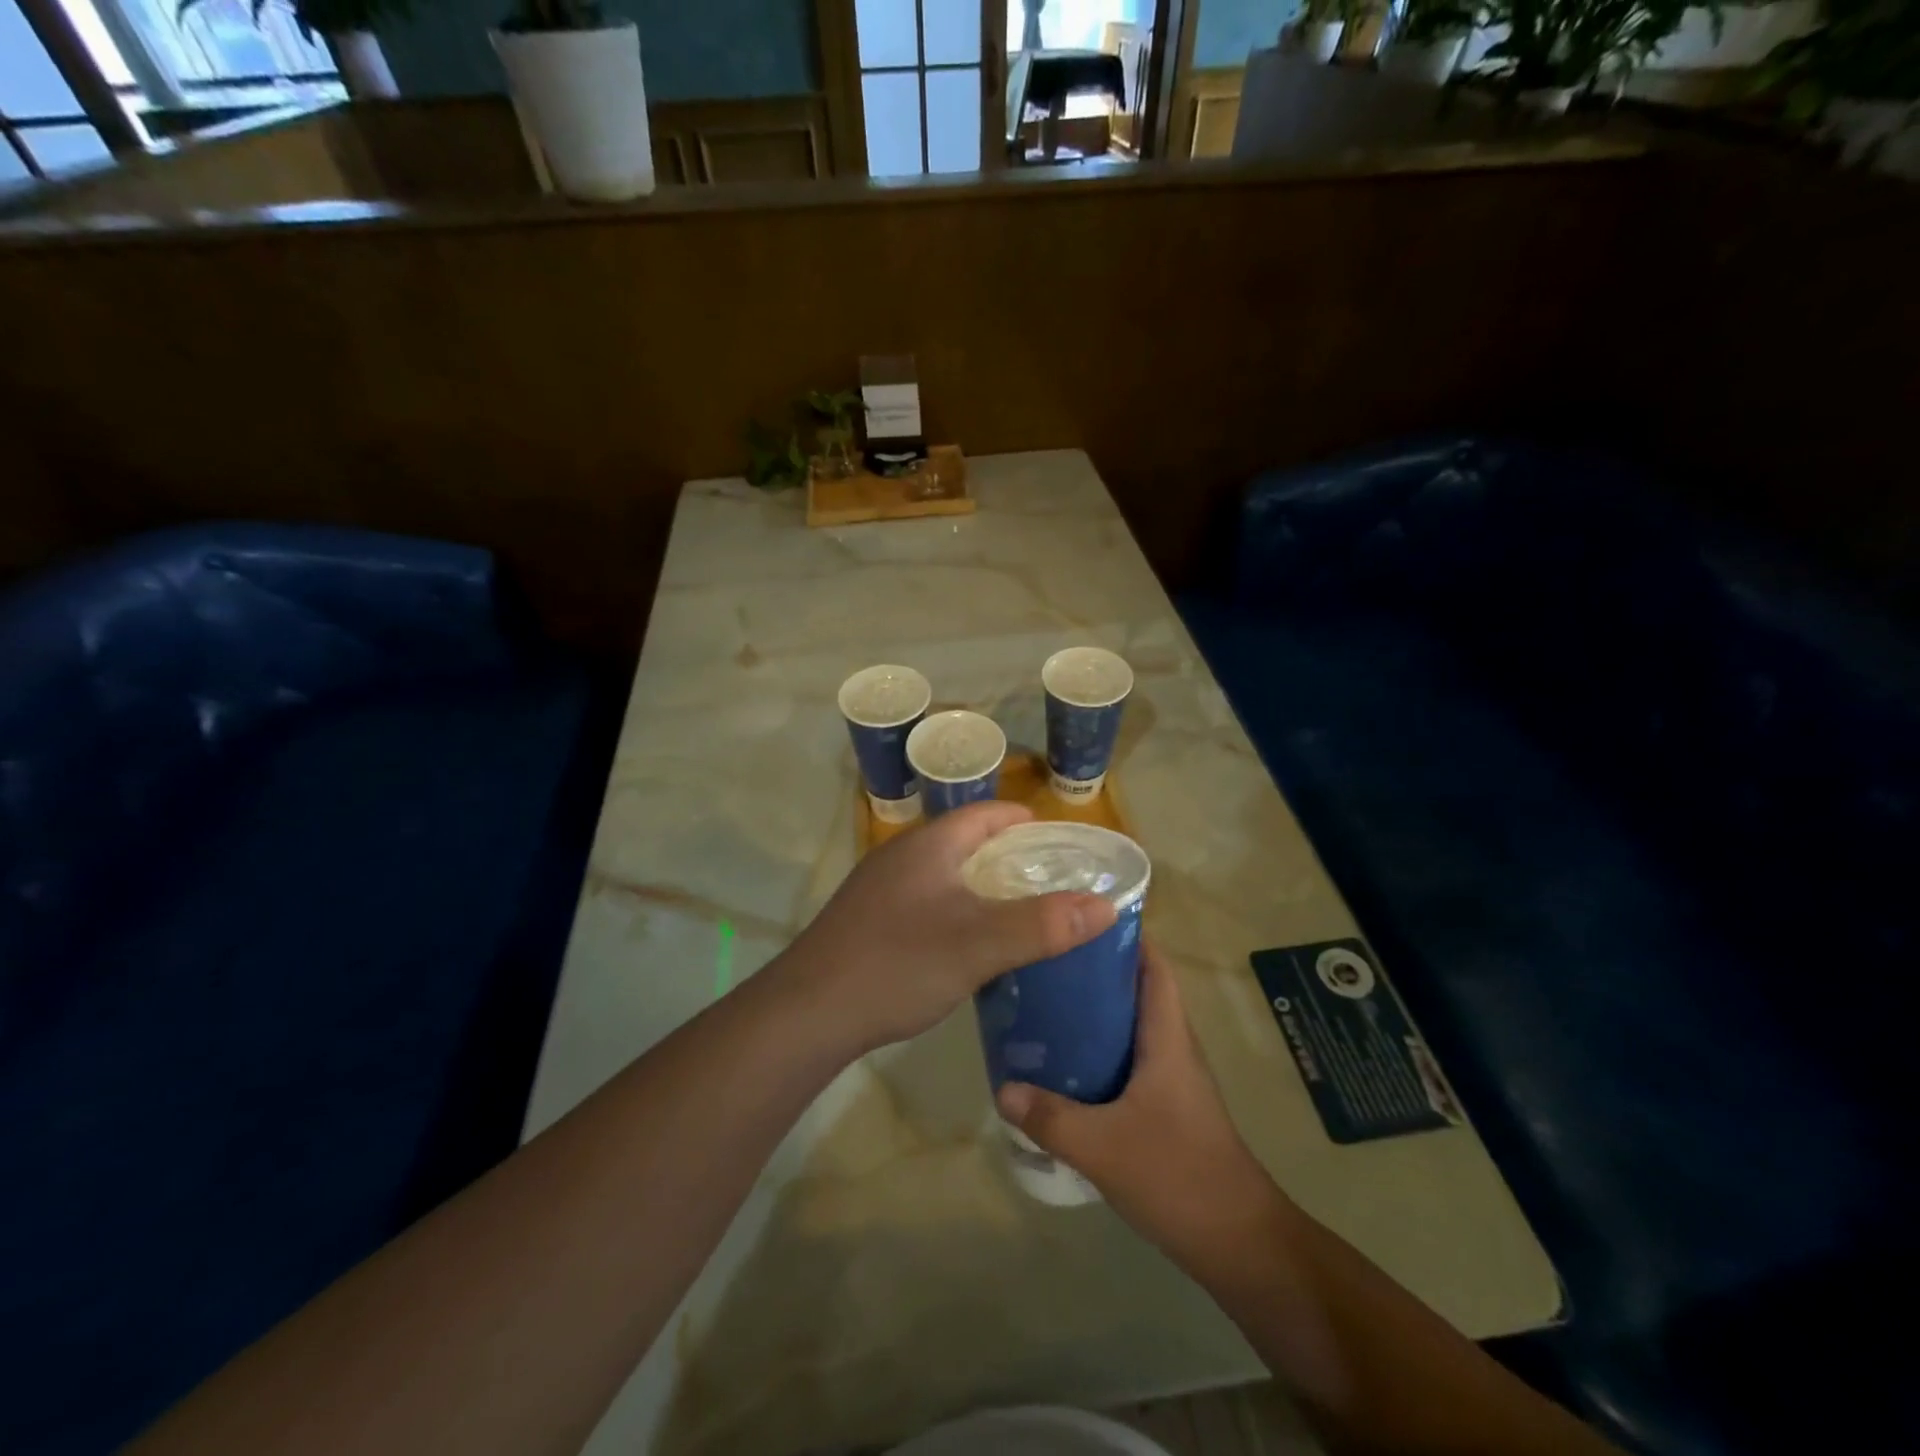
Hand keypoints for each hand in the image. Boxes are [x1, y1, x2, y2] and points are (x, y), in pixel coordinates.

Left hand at [774, 801, 1117, 1055]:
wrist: (807, 1012)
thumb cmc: (896, 964)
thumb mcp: (978, 944)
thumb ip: (1042, 924)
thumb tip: (1105, 904)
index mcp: (928, 846)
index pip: (983, 814)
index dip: (1022, 820)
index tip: (1058, 839)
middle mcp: (901, 857)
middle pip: (964, 842)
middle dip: (1007, 855)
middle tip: (1049, 880)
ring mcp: (880, 890)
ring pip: (944, 875)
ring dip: (981, 886)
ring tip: (1019, 911)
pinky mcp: (869, 922)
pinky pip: (927, 902)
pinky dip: (957, 911)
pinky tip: (969, 944)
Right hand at [996, 945, 1285, 1270]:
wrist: (1239, 1244)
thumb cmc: (1179, 1176)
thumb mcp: (1103, 1146)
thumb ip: (1050, 1117)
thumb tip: (1002, 1088)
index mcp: (1167, 1038)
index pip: (1154, 966)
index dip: (1126, 935)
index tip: (1081, 916)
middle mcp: (1172, 1047)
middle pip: (1137, 989)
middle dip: (1095, 969)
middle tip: (1045, 959)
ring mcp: (1171, 1079)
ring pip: (1131, 1026)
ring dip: (1095, 1011)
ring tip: (1044, 1002)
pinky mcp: (1165, 1107)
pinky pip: (1128, 1059)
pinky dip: (1099, 1049)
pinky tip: (1064, 1064)